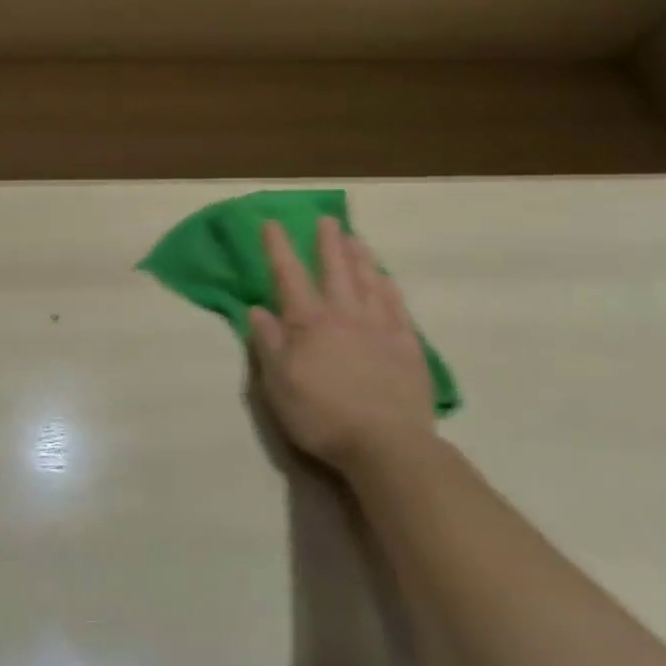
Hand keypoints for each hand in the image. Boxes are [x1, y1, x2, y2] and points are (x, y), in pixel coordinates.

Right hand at [249, 218, 434, 472]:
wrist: (387, 446)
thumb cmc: (322, 416)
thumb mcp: (278, 384)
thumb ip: (268, 344)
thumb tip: (257, 310)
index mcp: (309, 324)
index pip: (289, 277)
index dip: (279, 248)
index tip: (273, 222)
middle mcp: (345, 317)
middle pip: (335, 271)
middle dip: (327, 243)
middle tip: (327, 219)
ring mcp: (380, 330)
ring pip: (369, 283)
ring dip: (360, 258)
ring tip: (355, 238)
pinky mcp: (408, 348)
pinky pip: (397, 308)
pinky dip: (389, 289)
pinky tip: (386, 279)